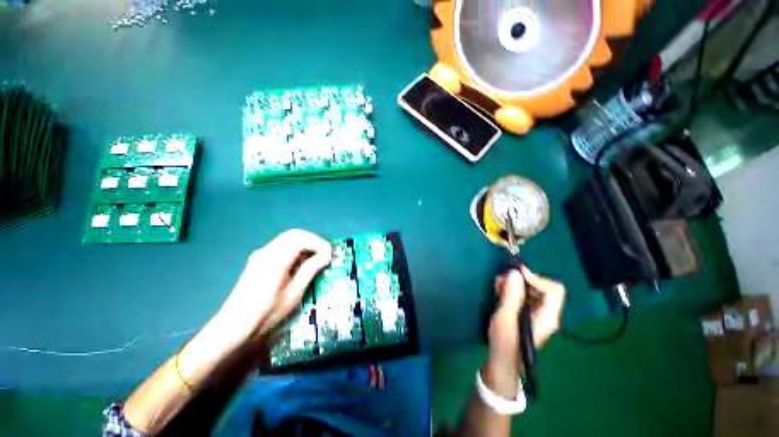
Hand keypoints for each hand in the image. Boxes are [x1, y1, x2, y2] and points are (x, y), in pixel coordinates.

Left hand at [214, 229, 331, 343]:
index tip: (330, 254)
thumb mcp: (294, 293)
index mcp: (275, 259)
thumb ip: (310, 269)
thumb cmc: (267, 313)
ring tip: (316, 258)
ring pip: (288, 239)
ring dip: (305, 245)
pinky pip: (281, 247)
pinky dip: (295, 250)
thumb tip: (326, 255)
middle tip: (325, 254)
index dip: (318, 243)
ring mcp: (261, 255)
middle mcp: (266, 251)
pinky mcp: (259, 260)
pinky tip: (300, 263)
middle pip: (294, 234)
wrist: (234, 327)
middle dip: (313, 241)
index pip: (301, 238)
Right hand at [482, 266, 564, 398]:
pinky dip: (513, 290)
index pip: (553, 290)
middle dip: (522, 280)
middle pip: (543, 288)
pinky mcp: (529, 314)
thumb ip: (511, 295)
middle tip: (503, 279)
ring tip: (498, 284)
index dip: (536, 278)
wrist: (503, 362)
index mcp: (547, 316)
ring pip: (533, 291)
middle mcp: (547, 314)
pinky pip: (526, 296)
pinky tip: (500, 290)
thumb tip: (515, 272)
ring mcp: (538, 314)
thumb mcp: (505, 317)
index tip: (516, 273)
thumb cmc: (505, 342)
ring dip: (515, 284)